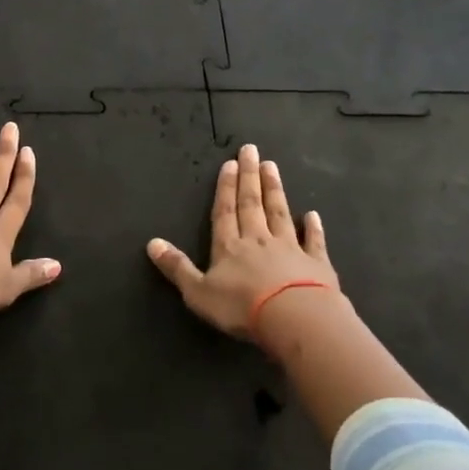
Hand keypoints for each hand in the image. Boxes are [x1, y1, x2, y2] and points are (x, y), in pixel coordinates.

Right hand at [147, 143, 340, 343]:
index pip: (225, 211)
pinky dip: (314, 227)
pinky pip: (314, 241)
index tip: (230, 163)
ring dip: (275, 190)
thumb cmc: (241, 307)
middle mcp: (258, 240)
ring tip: (272, 167)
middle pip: (252, 204)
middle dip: (249, 177)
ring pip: (280, 213)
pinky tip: (313, 215)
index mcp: (229, 247)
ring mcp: (290, 249)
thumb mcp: (198, 292)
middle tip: (251, 151)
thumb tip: (152, 243)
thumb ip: (177, 267)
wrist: (295, 318)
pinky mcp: (316, 264)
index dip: (225, 188)